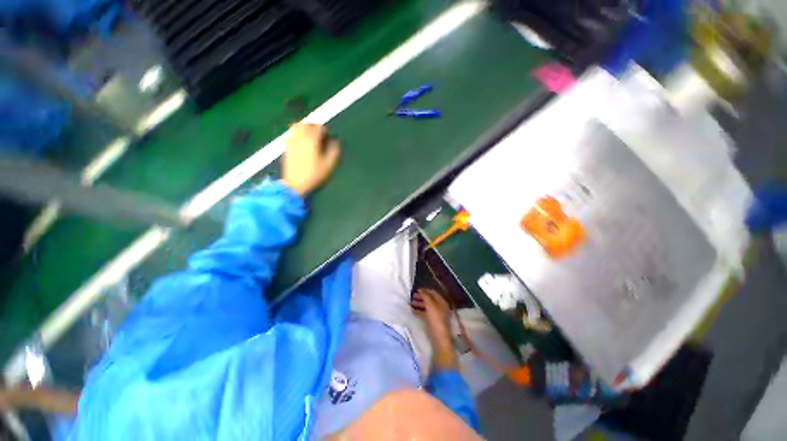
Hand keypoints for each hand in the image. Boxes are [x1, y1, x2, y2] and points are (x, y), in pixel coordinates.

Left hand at [283, 123, 340, 196]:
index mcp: (312, 140)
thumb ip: (334, 151)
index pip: (318, 127)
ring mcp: (291, 141)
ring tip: (310, 135)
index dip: (325, 130)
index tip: (328, 137)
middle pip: (307, 124)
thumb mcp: (329, 165)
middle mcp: (300, 137)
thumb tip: (335, 141)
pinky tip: (301, 141)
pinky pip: (291, 134)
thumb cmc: (314, 175)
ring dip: (304, 127)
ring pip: (297, 126)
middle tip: (320, 134)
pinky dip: (297, 133)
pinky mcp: (286, 146)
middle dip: (314, 127)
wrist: (295, 184)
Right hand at [411, 289, 457, 369]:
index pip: (433, 292)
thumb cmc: (436, 320)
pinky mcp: (433, 322)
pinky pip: (425, 313)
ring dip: (419, 303)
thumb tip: (420, 289)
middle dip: (421, 297)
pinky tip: (413, 311)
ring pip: (427, 306)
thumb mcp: (430, 306)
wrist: (439, 339)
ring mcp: (437, 315)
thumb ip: (426, 296)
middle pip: (429, 299)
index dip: (424, 290)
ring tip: (411, 303)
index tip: (415, 290)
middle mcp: (440, 307)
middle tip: (412, 296)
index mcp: (442, 302)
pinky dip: (419, 311)